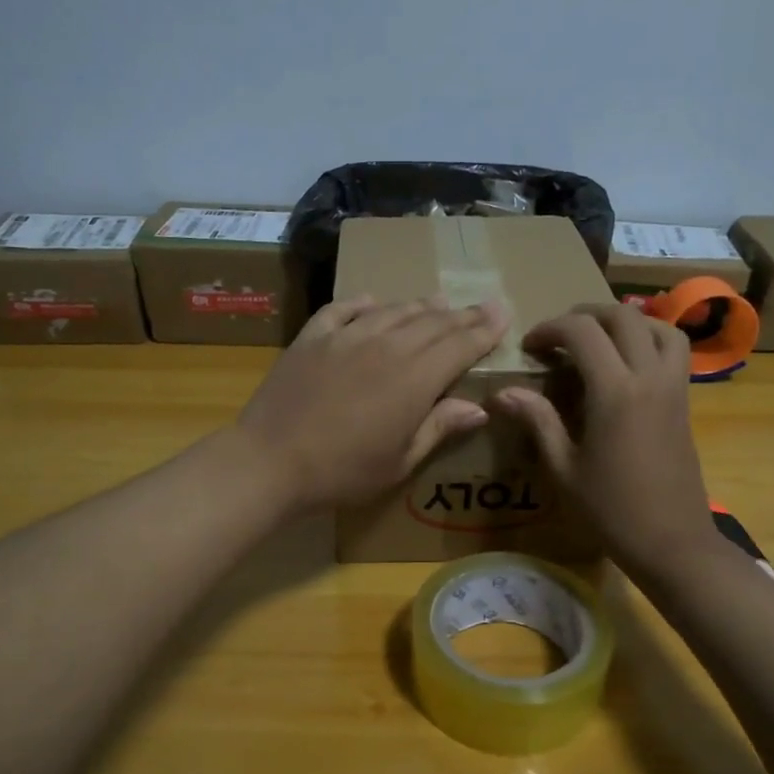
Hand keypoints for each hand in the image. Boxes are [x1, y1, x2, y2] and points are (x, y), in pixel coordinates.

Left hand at [235, 296, 507, 513]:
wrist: (271, 460)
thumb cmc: (343, 472)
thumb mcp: (399, 462)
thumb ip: (438, 428)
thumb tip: (477, 408)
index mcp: (415, 379)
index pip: (460, 345)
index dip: (484, 329)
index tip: (503, 313)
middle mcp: (387, 347)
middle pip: (432, 323)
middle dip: (461, 315)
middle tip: (481, 306)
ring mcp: (347, 336)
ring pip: (393, 311)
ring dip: (419, 306)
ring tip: (437, 302)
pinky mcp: (313, 336)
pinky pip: (345, 309)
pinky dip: (364, 303)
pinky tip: (373, 302)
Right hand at [492, 303, 716, 572]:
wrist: (672, 542)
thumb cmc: (611, 511)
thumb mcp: (564, 469)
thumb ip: (538, 421)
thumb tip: (503, 393)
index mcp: (615, 392)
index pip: (582, 332)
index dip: (550, 329)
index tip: (529, 347)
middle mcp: (649, 377)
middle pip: (622, 316)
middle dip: (584, 315)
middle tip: (558, 337)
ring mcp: (674, 386)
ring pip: (657, 325)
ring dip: (624, 321)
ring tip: (597, 340)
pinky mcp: (685, 400)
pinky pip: (674, 349)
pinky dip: (650, 338)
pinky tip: (626, 363)